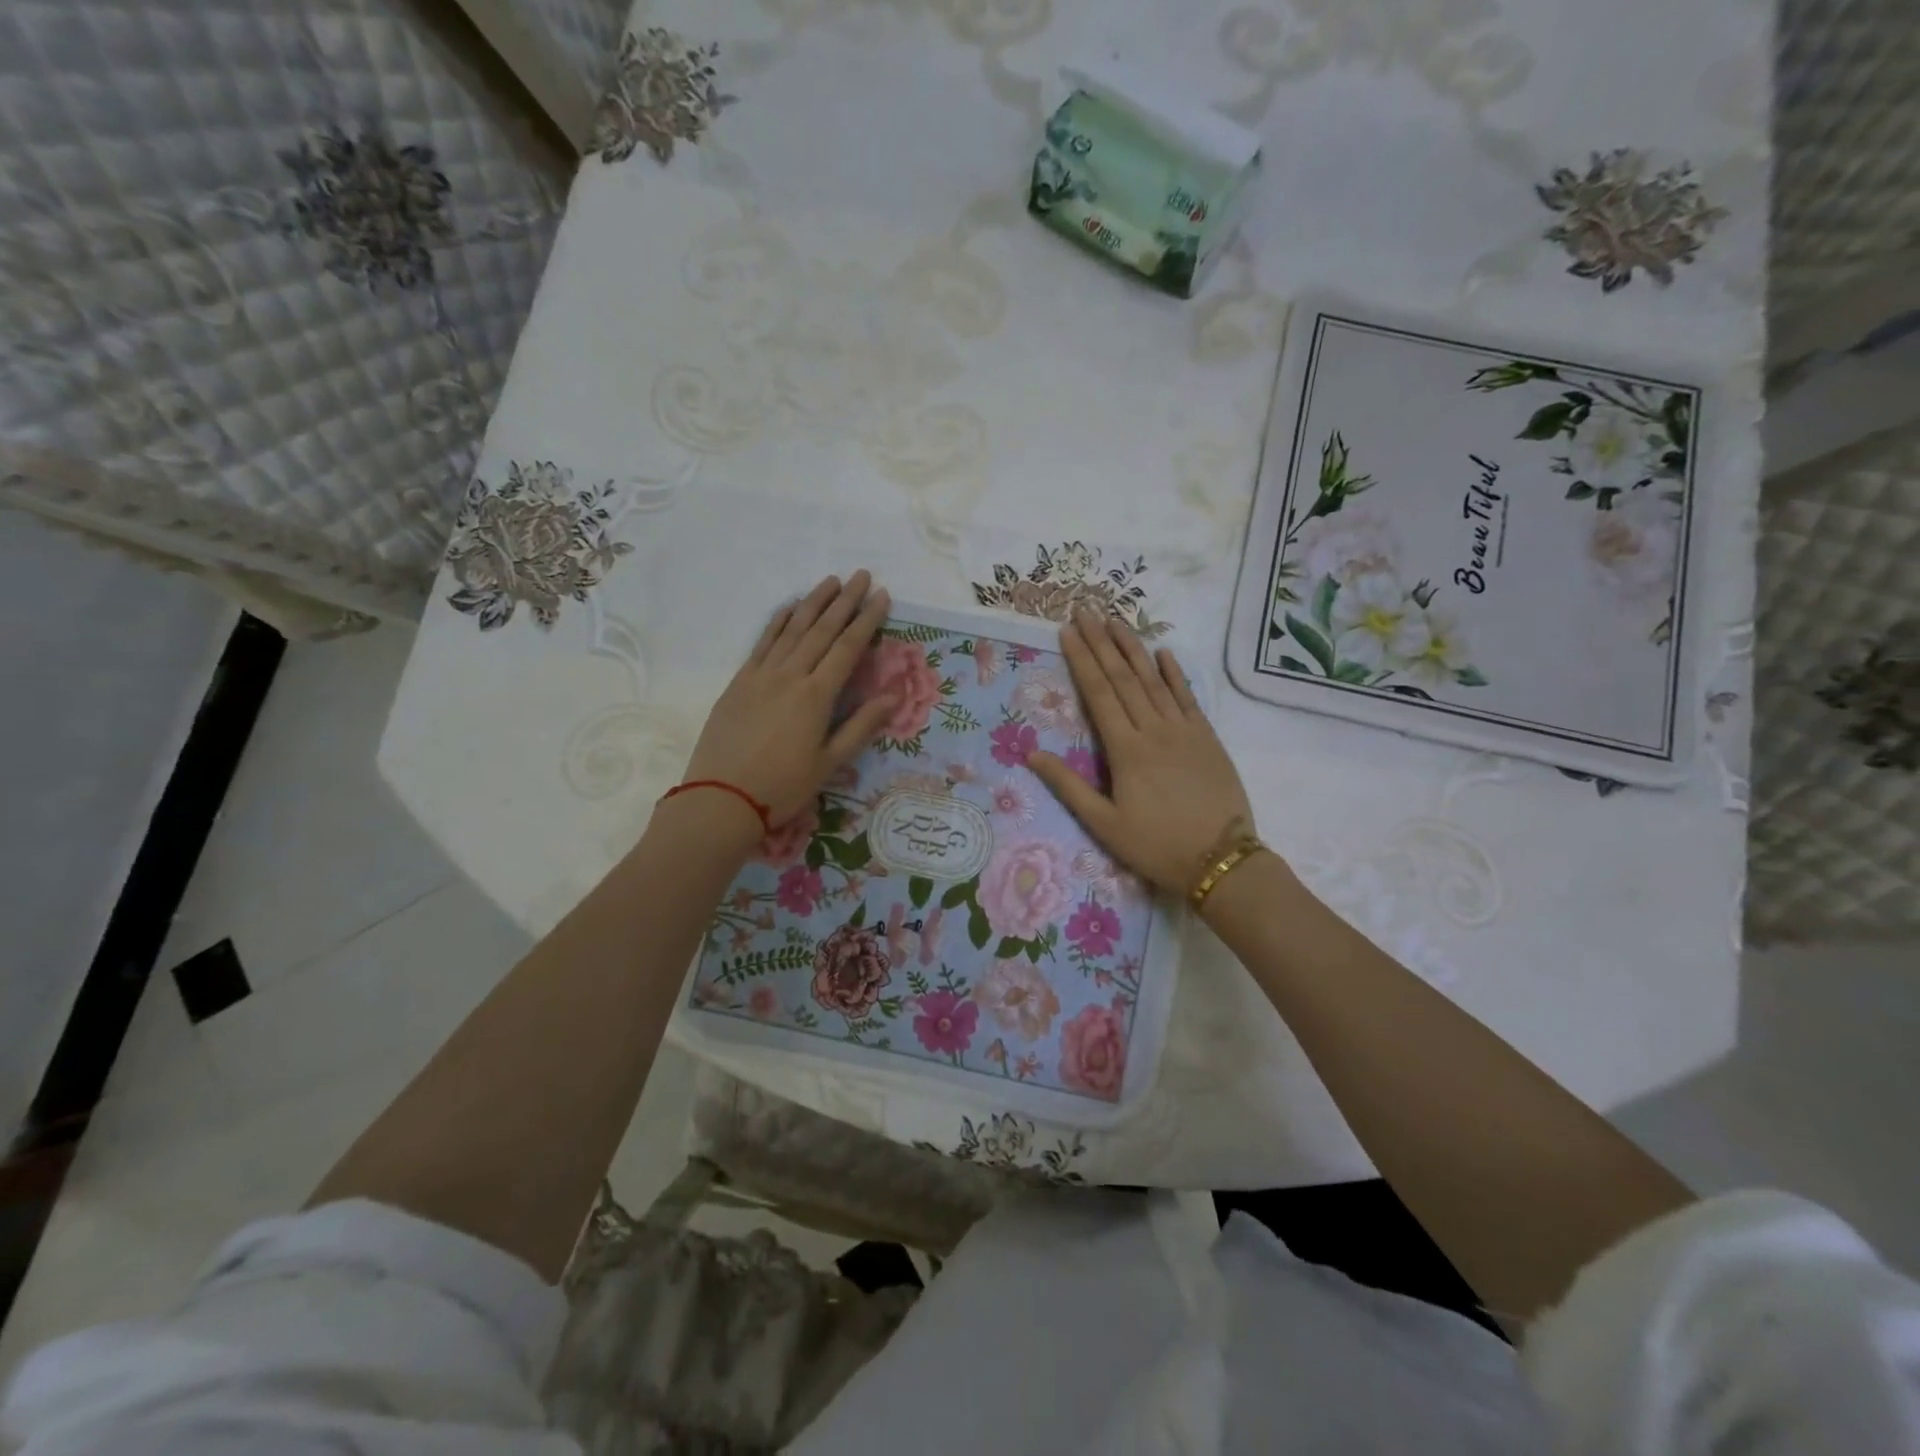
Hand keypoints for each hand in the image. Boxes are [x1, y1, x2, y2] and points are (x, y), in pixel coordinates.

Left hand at [683, 571, 895, 831]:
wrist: (721, 799)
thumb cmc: (782, 787)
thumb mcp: (829, 763)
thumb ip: (861, 726)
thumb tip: (893, 696)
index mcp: (816, 696)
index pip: (848, 648)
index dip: (867, 620)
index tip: (881, 596)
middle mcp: (790, 675)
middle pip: (822, 630)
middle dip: (844, 601)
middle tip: (861, 575)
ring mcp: (761, 675)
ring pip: (792, 629)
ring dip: (813, 602)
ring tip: (830, 581)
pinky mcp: (739, 682)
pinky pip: (762, 642)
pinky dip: (778, 621)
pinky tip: (789, 607)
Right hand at [1029, 608, 1254, 895]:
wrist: (1221, 860)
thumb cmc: (1156, 846)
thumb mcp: (1104, 824)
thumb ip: (1068, 786)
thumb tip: (1031, 755)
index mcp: (1126, 750)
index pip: (1099, 694)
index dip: (1082, 660)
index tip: (1067, 631)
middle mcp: (1154, 730)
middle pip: (1123, 678)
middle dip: (1102, 642)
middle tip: (1086, 610)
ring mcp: (1184, 730)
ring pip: (1154, 680)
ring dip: (1133, 648)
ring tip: (1116, 620)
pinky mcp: (1208, 738)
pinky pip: (1188, 697)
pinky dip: (1175, 673)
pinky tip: (1164, 653)